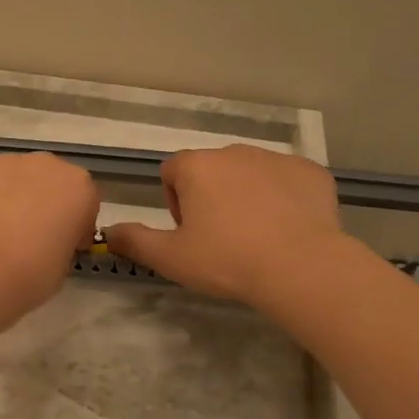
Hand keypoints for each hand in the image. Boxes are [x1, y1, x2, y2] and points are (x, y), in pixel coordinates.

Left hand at [0, 152, 101, 316]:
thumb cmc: (33, 273)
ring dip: (13, 197)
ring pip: (16, 178)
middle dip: (44, 202)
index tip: (64, 245)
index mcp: (79, 187)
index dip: (75, 224)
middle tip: (31, 236)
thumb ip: (62, 242)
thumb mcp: (64, 264)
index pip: (85, 201)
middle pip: (50, 181)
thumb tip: (47, 241)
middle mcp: (46, 165)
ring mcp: (6, 163)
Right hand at [103, 145, 343, 304]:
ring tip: (256, 235)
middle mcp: (234, 151)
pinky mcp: (310, 172)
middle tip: (220, 238)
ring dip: (245, 195)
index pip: (172, 172)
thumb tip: (107, 231)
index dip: (175, 202)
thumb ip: (133, 240)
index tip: (189, 233)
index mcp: (196, 166)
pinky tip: (288, 228)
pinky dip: (283, 198)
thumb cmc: (226, 260)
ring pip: (249, 173)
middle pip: (211, 170)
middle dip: (211, 196)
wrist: (300, 267)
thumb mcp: (170, 257)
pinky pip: (287, 180)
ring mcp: (276, 158)